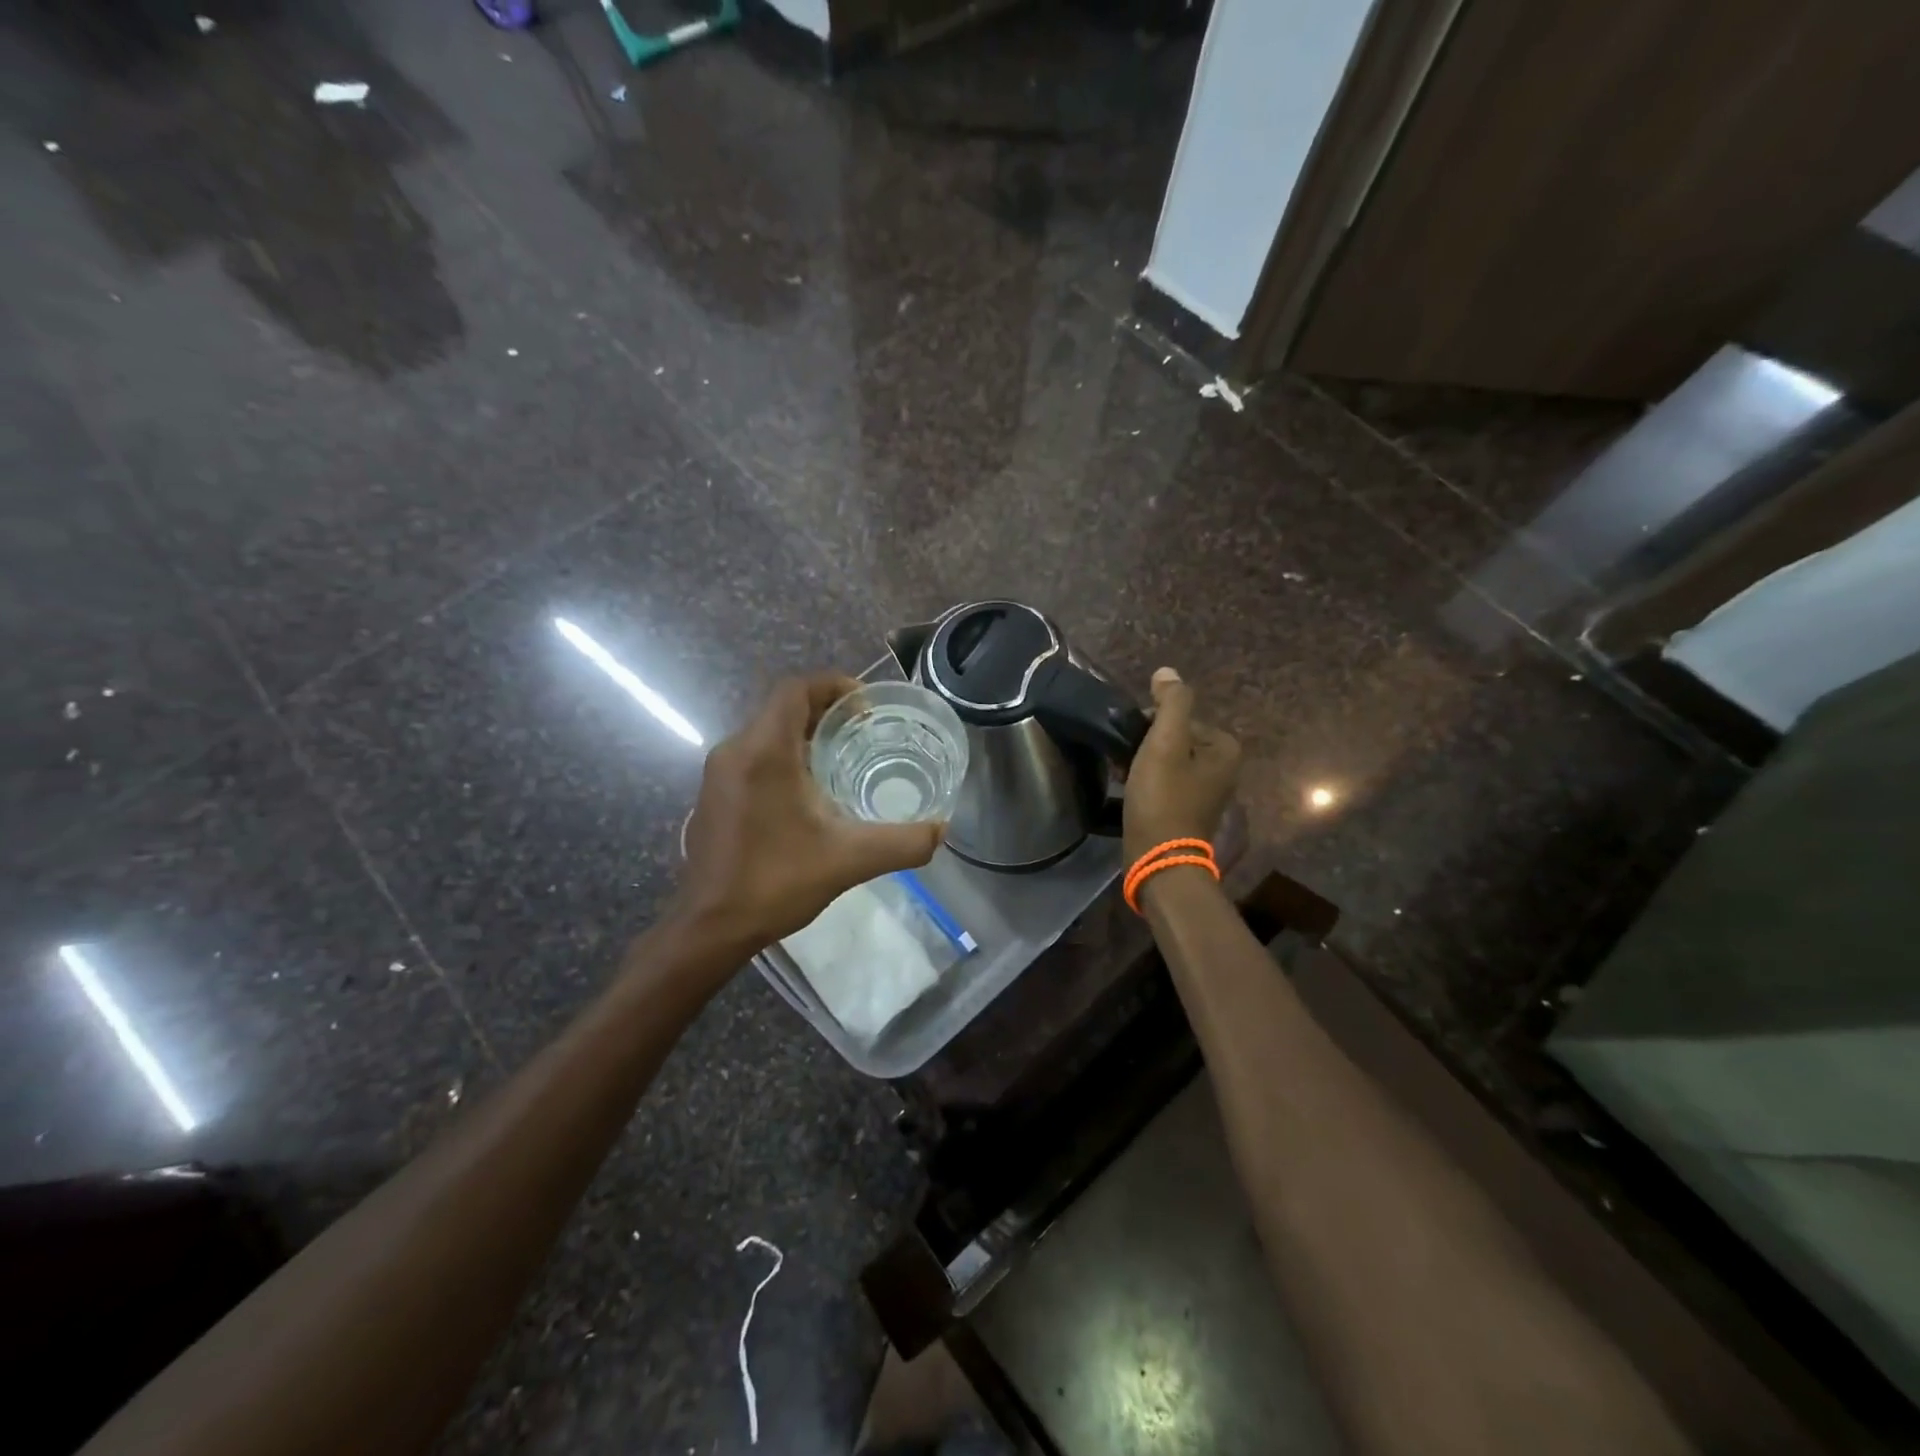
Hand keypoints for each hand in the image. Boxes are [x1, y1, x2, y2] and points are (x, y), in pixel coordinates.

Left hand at [675, 674, 944, 952]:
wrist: (711, 927)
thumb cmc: (776, 882)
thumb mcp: (849, 860)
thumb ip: (902, 843)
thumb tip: (941, 831)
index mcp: (763, 751)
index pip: (795, 689)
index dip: (833, 685)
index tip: (866, 705)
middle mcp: (735, 751)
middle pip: (782, 709)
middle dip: (825, 712)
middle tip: (866, 731)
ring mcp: (718, 774)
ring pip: (767, 734)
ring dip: (805, 736)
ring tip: (846, 758)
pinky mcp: (714, 796)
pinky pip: (754, 757)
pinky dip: (785, 758)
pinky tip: (810, 792)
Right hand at [1122, 667, 1240, 866]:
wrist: (1159, 859)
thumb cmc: (1163, 798)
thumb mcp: (1165, 743)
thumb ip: (1171, 703)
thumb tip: (1168, 672)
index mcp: (1224, 747)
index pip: (1178, 717)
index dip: (1149, 725)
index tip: (1131, 743)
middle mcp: (1223, 767)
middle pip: (1173, 738)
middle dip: (1145, 744)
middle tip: (1123, 761)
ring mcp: (1207, 791)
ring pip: (1166, 760)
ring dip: (1141, 762)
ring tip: (1121, 774)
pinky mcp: (1188, 809)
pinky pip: (1165, 781)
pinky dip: (1146, 781)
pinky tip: (1127, 789)